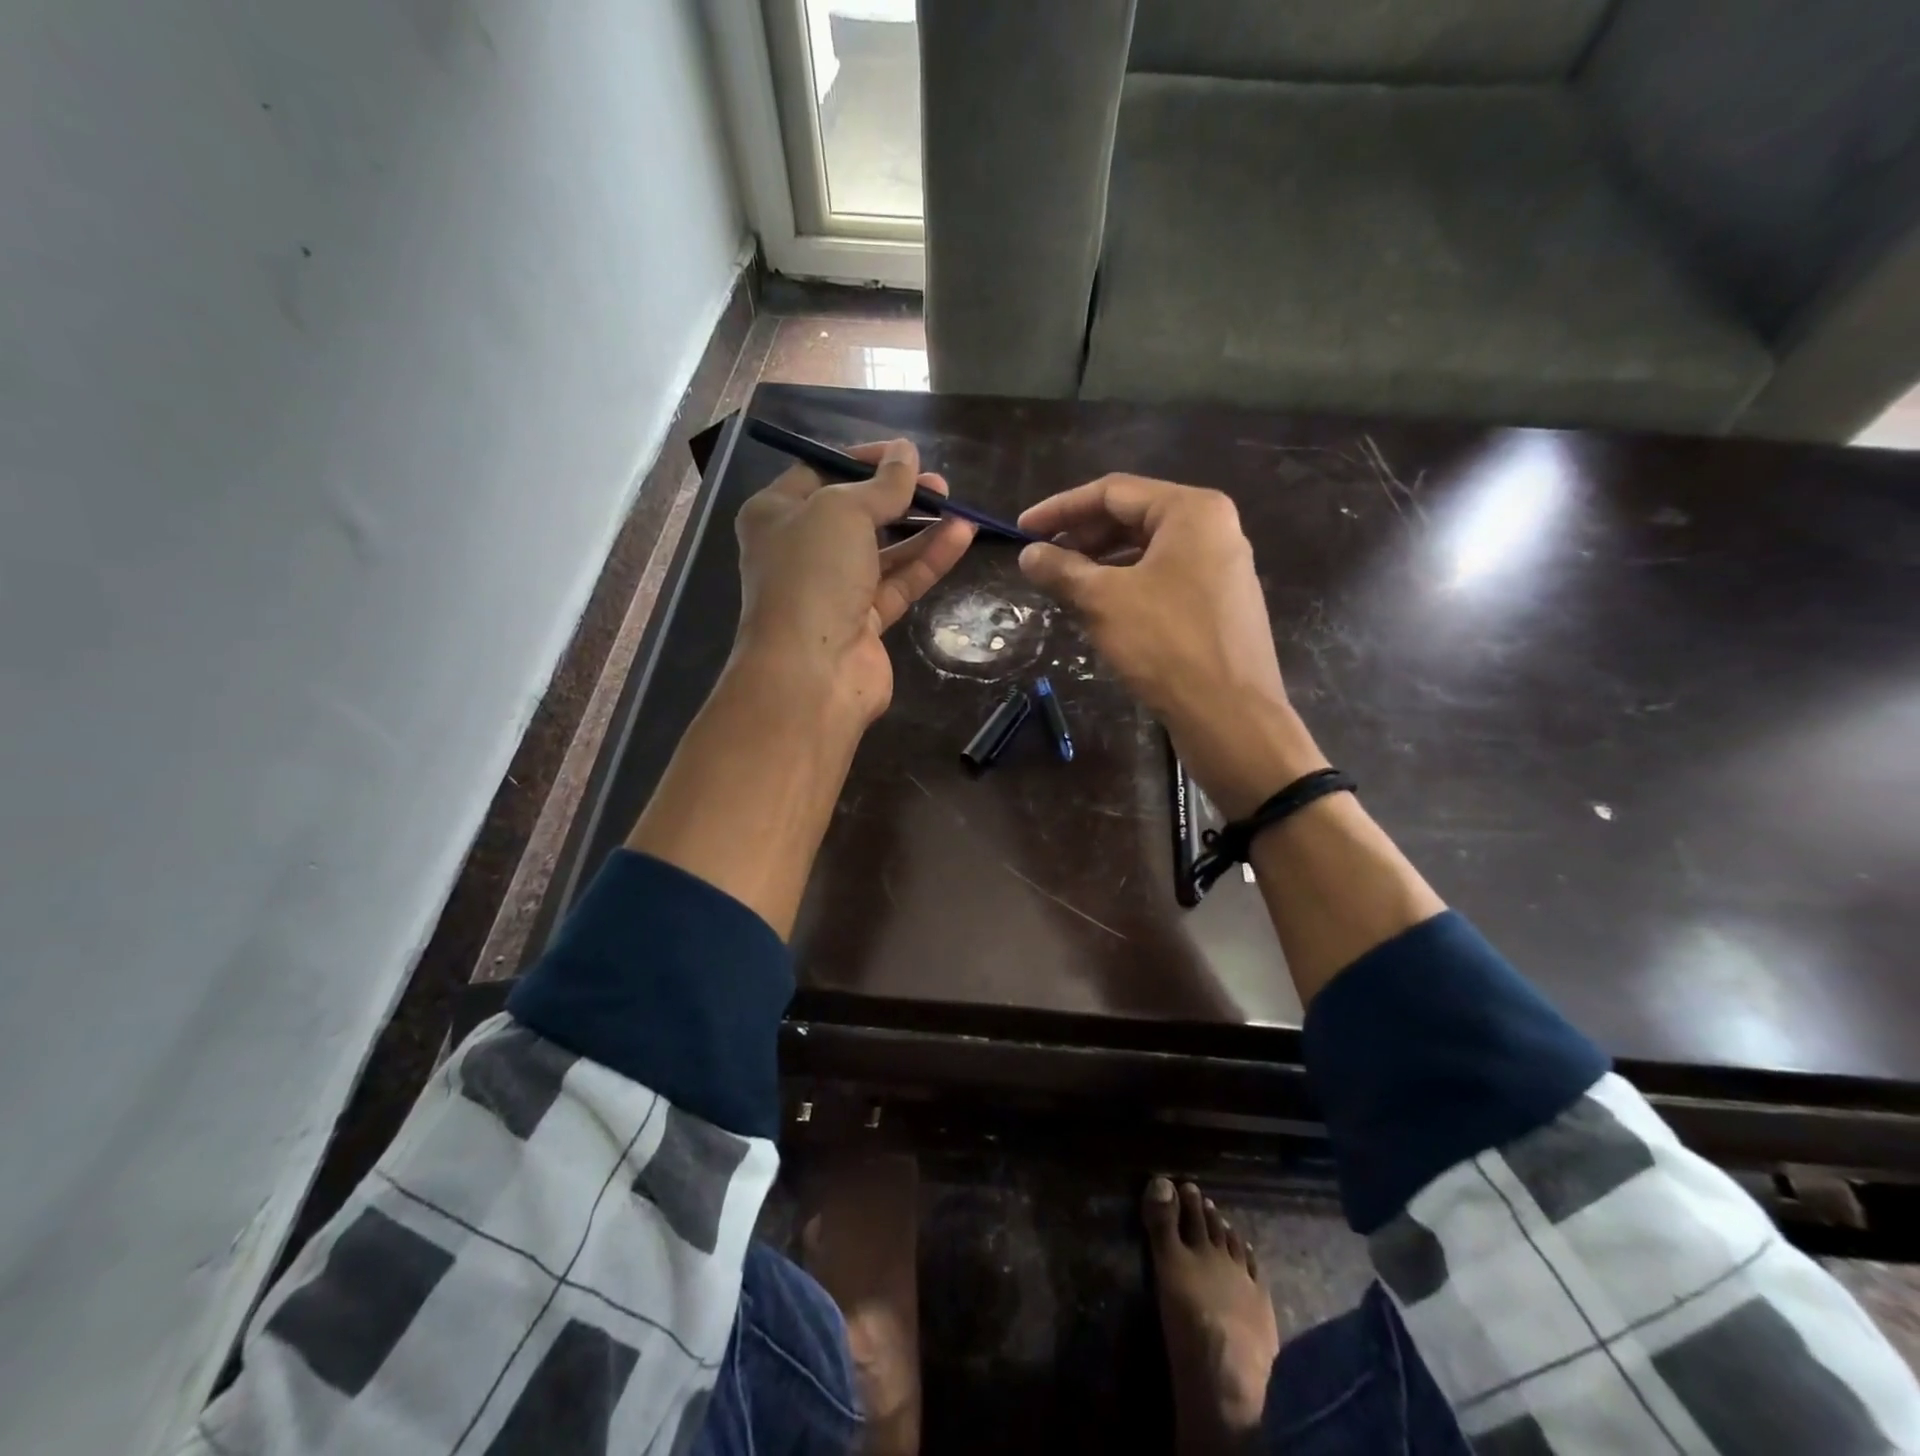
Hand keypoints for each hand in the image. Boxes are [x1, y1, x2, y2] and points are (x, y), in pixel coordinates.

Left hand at [733, 437, 975, 726]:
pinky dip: (927, 560)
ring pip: (882, 550)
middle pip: (856, 512)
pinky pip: (898, 582)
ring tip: (957, 507)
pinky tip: (961, 536)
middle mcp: (801, 550)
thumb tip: (907, 453)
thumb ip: (882, 484)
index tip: (906, 455)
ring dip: (920, 528)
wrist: (811, 672)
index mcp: (776, 514)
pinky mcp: (863, 621)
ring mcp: (833, 588)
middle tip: (938, 484)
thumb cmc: (813, 575)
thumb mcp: (843, 512)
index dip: (864, 459)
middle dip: (898, 495)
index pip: (821, 471)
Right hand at [1017, 475, 1323, 814]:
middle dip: (1082, 537)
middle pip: (1133, 518)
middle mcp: (1213, 528)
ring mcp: (1221, 567)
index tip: (1021, 531)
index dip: (1060, 508)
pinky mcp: (1220, 603)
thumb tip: (1028, 555)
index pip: (1112, 492)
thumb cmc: (1165, 644)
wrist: (1230, 715)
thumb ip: (1061, 569)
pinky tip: (1101, 610)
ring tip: (1065, 586)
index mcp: (1191, 511)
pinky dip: (1127, 586)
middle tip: (1042, 561)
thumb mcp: (1102, 601)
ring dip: (1101, 564)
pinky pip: (1164, 579)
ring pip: (1147, 552)